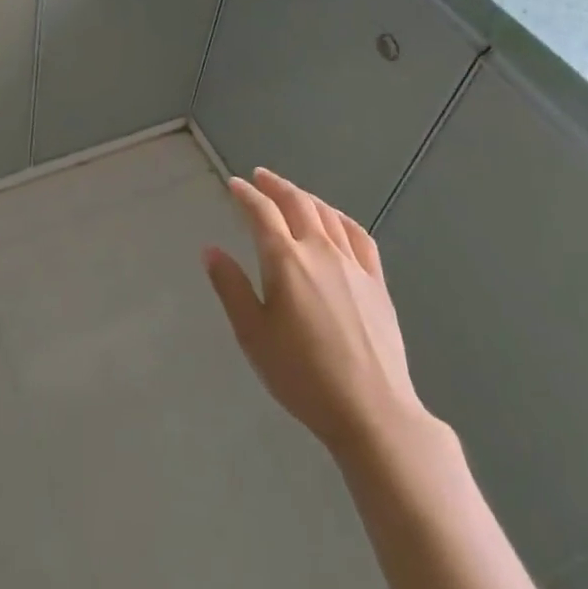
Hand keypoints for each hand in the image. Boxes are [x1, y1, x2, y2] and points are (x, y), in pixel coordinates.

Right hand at [204, 167, 428, 460]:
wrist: (372, 411)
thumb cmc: (302, 376)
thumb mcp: (252, 335)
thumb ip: (231, 288)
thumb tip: (211, 250)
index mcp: (285, 260)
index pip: (261, 213)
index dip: (246, 195)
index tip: (233, 185)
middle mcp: (320, 250)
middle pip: (297, 203)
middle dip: (275, 186)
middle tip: (259, 177)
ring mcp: (353, 264)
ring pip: (327, 215)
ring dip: (305, 197)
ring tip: (292, 193)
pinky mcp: (377, 282)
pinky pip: (359, 235)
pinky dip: (340, 218)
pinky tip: (335, 220)